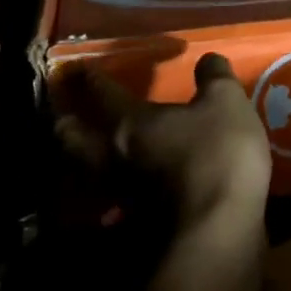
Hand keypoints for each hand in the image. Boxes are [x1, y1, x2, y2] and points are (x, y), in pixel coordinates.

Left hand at [54, 53, 271, 232]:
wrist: (218, 232)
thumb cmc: (217, 154)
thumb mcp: (226, 102)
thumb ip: (214, 76)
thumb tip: (207, 58)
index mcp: (131, 122)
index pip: (102, 93)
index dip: (91, 79)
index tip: (81, 70)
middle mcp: (115, 158)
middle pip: (74, 140)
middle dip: (67, 125)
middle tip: (64, 115)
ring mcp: (121, 196)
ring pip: (87, 173)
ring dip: (81, 160)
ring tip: (88, 152)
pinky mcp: (135, 226)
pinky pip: (111, 201)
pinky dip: (109, 191)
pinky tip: (123, 188)